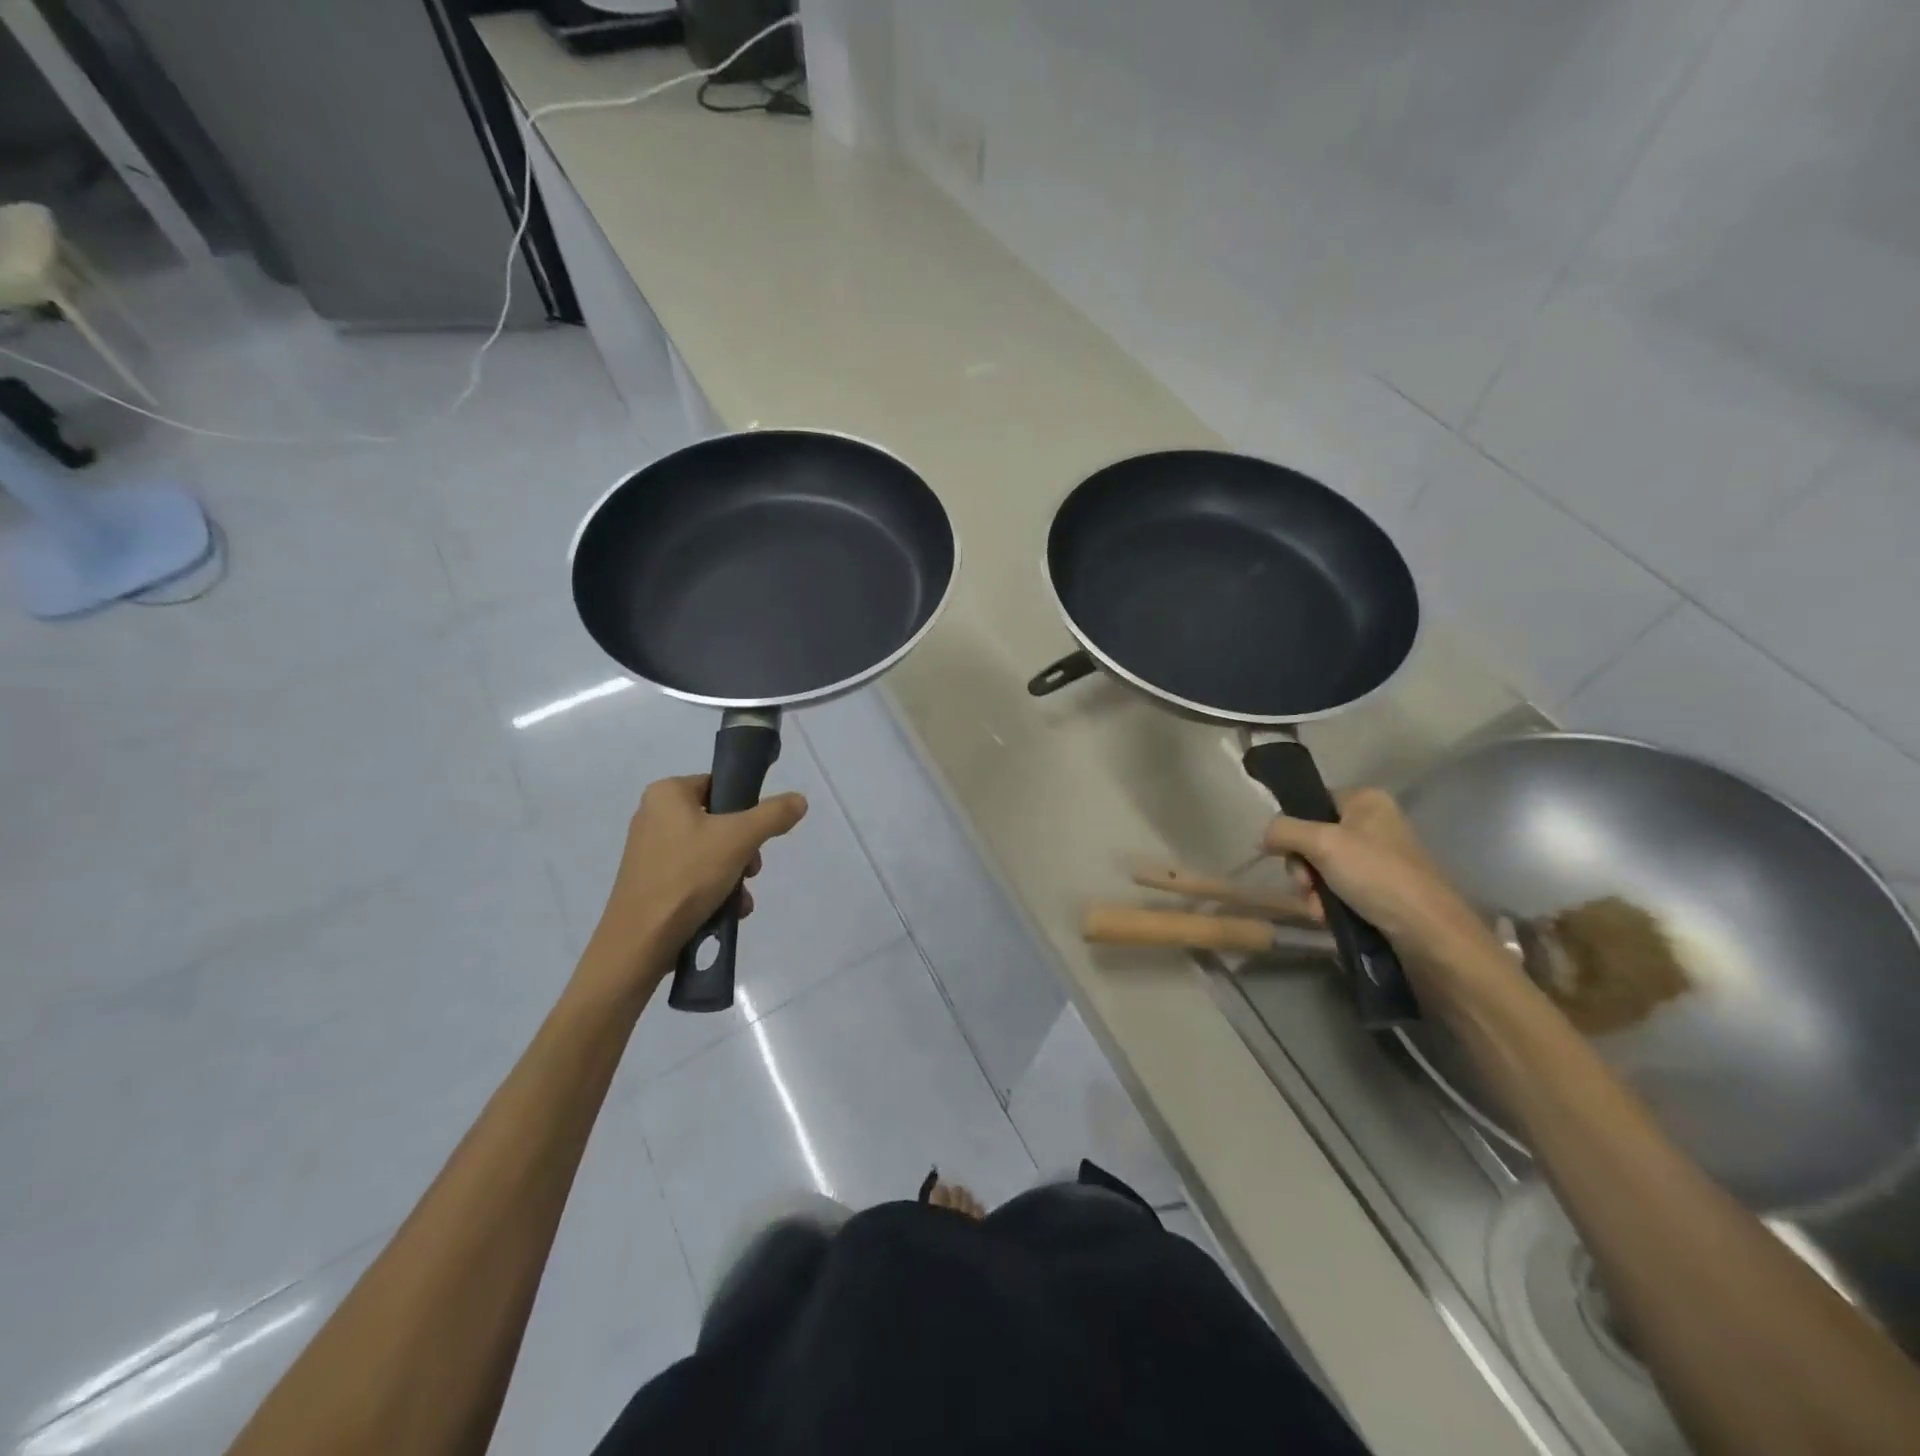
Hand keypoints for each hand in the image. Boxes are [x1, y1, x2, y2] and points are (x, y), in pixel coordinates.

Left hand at [583, 775, 807, 992]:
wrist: (640, 942)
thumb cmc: (687, 876)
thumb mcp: (740, 839)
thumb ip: (773, 815)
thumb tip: (799, 800)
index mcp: (666, 794)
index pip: (719, 786)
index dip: (745, 809)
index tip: (757, 836)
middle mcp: (653, 816)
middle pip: (719, 822)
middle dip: (744, 850)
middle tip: (751, 871)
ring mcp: (650, 852)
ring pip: (710, 853)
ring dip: (734, 875)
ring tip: (740, 899)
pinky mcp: (650, 883)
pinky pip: (694, 876)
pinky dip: (715, 890)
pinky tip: (727, 911)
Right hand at [1262, 787, 1501, 972]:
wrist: (1429, 933)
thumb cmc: (1377, 875)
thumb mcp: (1322, 844)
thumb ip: (1284, 831)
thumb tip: (1263, 836)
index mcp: (1366, 801)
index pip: (1311, 802)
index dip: (1294, 828)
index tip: (1288, 853)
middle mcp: (1373, 824)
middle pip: (1313, 837)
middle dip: (1302, 867)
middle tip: (1305, 885)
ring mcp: (1378, 858)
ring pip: (1322, 867)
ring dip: (1311, 890)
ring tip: (1318, 909)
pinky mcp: (1381, 888)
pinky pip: (1340, 888)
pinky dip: (1328, 903)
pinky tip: (1328, 918)